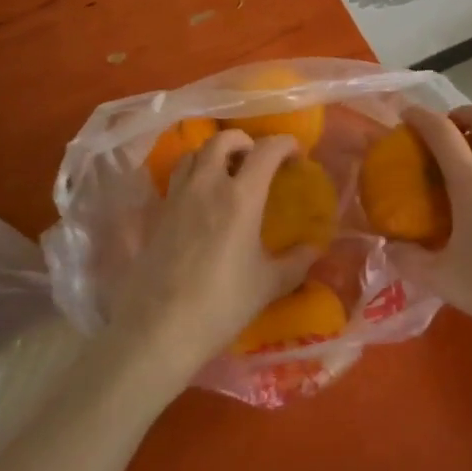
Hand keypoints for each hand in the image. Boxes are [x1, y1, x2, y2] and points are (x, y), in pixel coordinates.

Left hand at [105, 130, 314, 381]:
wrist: (159, 330)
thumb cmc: (221, 305)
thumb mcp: (268, 285)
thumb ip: (296, 262)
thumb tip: (315, 248)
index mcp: (242, 196)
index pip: (266, 150)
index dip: (285, 144)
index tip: (295, 155)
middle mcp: (208, 185)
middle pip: (223, 139)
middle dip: (244, 141)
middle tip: (256, 160)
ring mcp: (177, 196)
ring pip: (194, 154)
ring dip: (213, 154)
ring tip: (225, 173)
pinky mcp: (156, 214)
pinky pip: (176, 179)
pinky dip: (192, 176)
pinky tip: (200, 202)